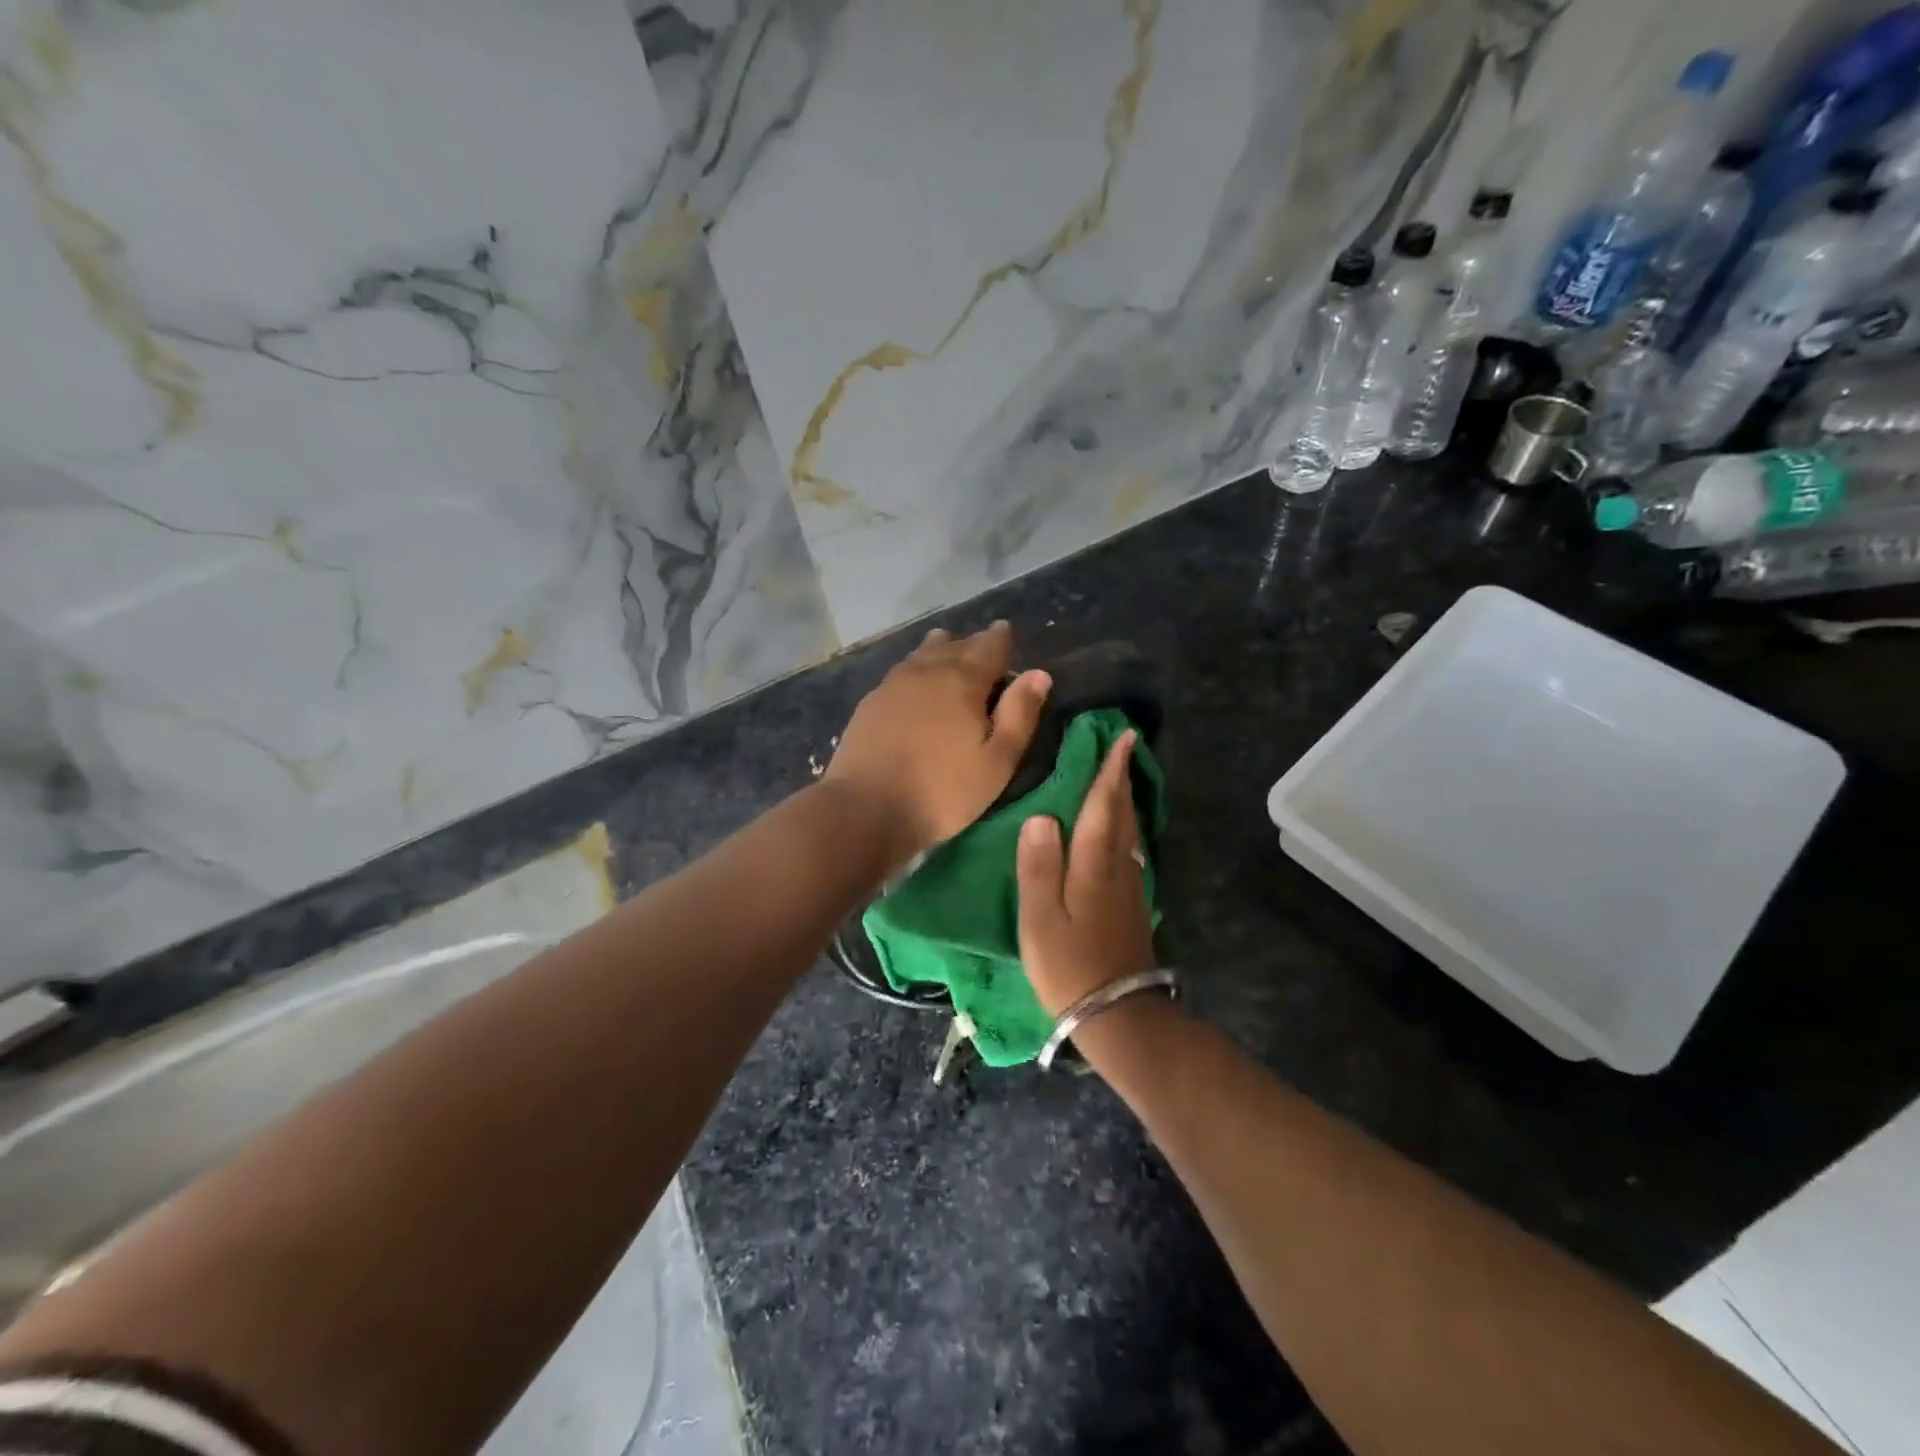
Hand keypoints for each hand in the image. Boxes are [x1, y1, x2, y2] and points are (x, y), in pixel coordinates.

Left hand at [825, 620, 1051, 864]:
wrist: (866, 808)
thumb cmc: (943, 790)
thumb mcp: (997, 762)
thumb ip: (1019, 715)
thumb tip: (1039, 674)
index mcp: (963, 680)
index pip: (989, 645)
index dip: (1001, 638)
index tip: (1006, 633)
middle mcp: (927, 670)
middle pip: (954, 644)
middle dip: (972, 644)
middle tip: (984, 648)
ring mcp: (893, 684)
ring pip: (922, 654)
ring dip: (940, 651)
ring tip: (949, 653)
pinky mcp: (870, 703)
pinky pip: (901, 672)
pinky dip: (916, 669)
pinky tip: (915, 684)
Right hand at [1015, 730, 1156, 1015]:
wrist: (1116, 1014)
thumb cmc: (1069, 966)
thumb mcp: (1041, 918)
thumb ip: (1038, 866)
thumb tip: (1041, 815)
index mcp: (1093, 866)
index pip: (1102, 807)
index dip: (1110, 772)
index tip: (1121, 738)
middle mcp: (1118, 869)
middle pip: (1122, 815)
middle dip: (1121, 779)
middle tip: (1122, 748)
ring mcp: (1130, 889)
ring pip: (1130, 833)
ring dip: (1125, 802)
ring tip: (1120, 781)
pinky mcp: (1132, 906)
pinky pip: (1130, 852)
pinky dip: (1125, 830)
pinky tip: (1121, 834)